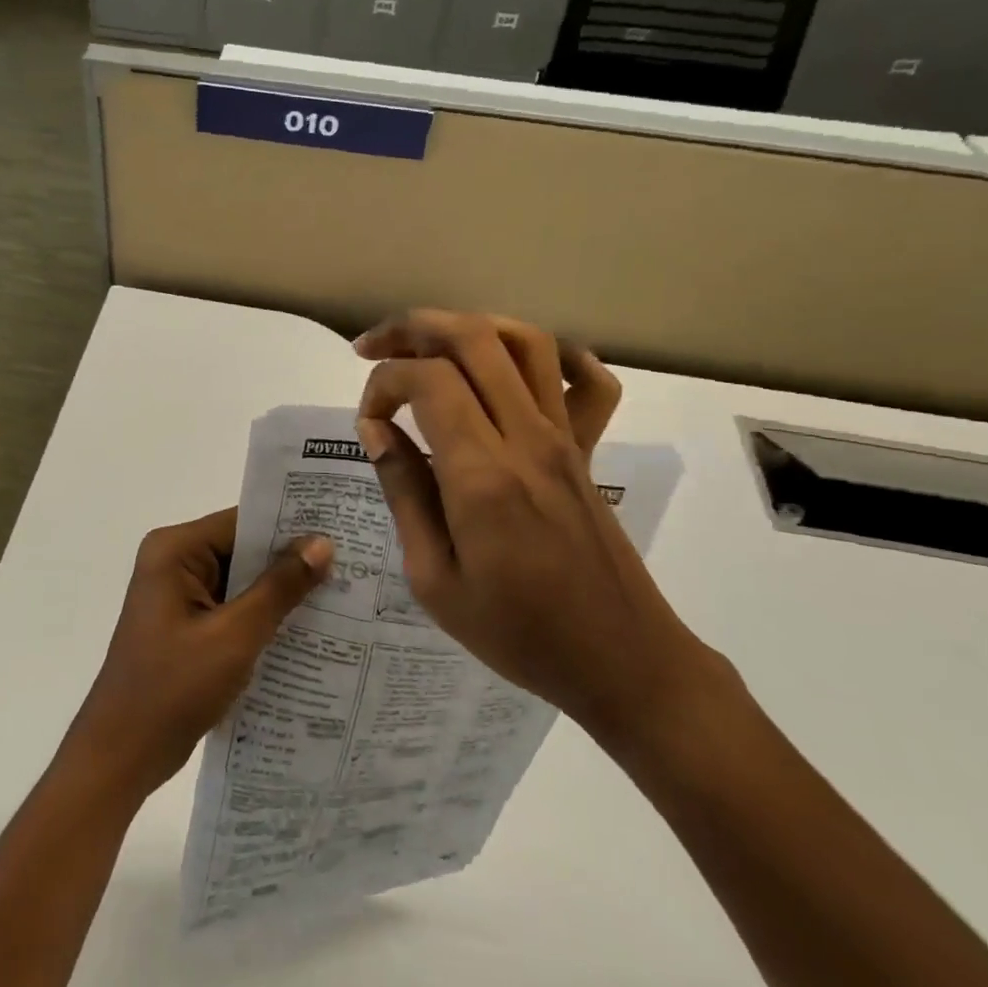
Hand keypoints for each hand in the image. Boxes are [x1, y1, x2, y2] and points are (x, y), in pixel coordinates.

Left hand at [62, 509, 332, 800]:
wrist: (122, 754)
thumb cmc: (173, 688)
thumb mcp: (234, 636)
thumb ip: (279, 588)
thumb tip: (322, 544)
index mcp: (174, 551)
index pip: (241, 523)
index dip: (290, 526)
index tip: (340, 531)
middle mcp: (173, 562)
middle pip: (242, 549)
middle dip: (289, 560)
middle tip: (352, 563)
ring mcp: (178, 595)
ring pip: (241, 580)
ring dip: (280, 591)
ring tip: (342, 592)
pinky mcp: (186, 625)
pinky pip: (232, 607)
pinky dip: (262, 616)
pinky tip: (308, 627)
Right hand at [354, 310, 718, 745]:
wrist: (620, 660)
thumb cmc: (517, 631)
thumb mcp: (433, 578)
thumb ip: (404, 492)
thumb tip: (376, 430)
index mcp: (482, 474)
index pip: (428, 380)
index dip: (383, 384)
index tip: (367, 424)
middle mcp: (527, 438)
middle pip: (474, 338)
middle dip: (413, 328)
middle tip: (372, 349)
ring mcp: (565, 438)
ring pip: (526, 342)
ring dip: (470, 326)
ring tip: (430, 344)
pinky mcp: (587, 449)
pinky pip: (588, 380)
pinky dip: (556, 354)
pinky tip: (517, 368)